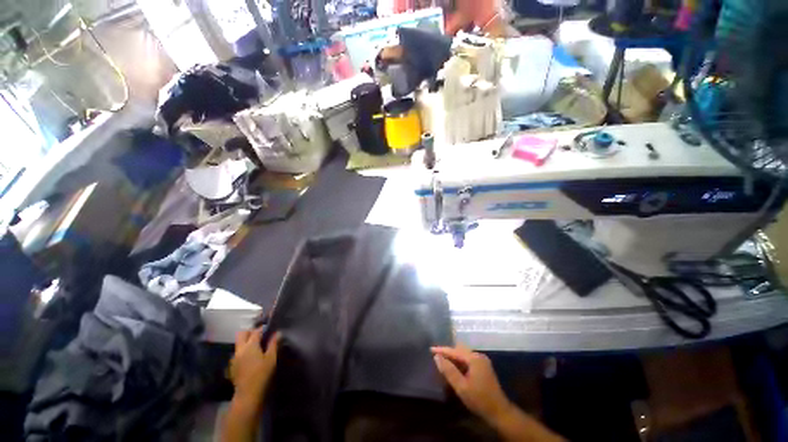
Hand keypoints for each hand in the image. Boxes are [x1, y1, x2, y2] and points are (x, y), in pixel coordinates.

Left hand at [229, 328, 279, 409]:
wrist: (248, 394)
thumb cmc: (262, 374)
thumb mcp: (271, 358)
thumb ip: (274, 344)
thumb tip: (278, 333)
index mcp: (250, 346)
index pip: (256, 331)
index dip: (263, 328)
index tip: (270, 327)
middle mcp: (240, 349)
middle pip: (242, 334)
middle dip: (251, 331)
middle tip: (261, 335)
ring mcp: (234, 358)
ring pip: (239, 343)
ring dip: (247, 341)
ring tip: (257, 345)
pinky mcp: (233, 365)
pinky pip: (238, 352)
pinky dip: (244, 350)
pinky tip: (251, 357)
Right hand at [432, 345, 514, 424]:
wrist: (499, 412)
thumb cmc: (479, 399)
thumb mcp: (461, 387)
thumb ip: (449, 370)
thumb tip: (437, 357)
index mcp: (474, 358)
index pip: (455, 351)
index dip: (442, 350)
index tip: (430, 349)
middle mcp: (479, 356)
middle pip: (459, 350)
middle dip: (447, 352)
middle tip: (435, 355)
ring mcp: (482, 361)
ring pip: (463, 355)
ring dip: (453, 357)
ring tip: (442, 360)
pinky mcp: (483, 367)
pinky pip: (468, 360)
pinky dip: (459, 362)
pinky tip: (453, 367)